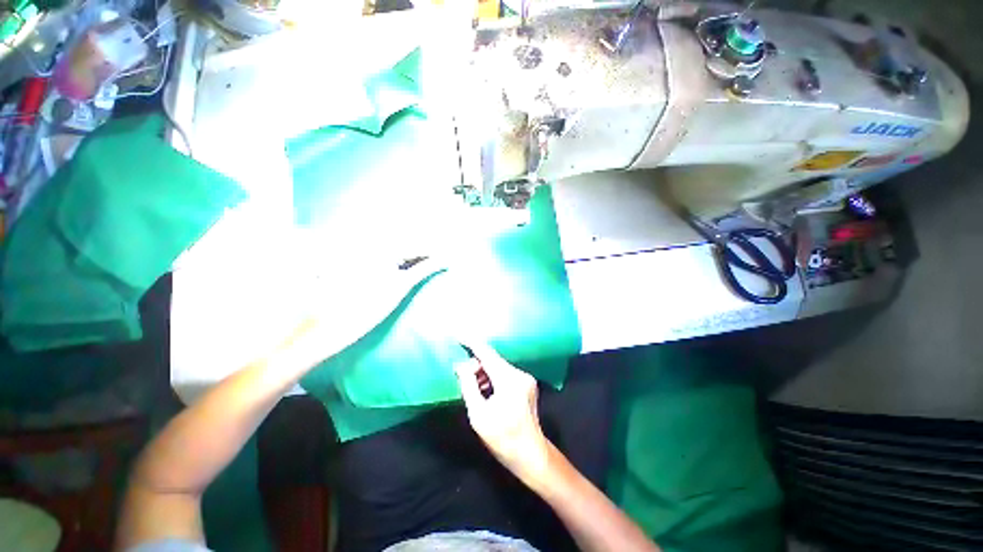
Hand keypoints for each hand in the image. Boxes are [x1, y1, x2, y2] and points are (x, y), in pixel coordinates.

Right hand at [454, 340, 551, 483]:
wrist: (531, 455)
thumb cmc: (503, 438)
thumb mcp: (478, 414)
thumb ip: (468, 386)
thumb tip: (461, 365)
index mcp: (509, 379)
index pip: (487, 354)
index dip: (471, 343)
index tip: (458, 334)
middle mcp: (519, 374)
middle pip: (493, 361)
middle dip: (476, 366)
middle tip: (463, 378)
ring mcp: (526, 379)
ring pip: (498, 368)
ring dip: (484, 374)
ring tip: (474, 390)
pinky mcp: (527, 385)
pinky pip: (505, 375)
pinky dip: (493, 379)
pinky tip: (486, 392)